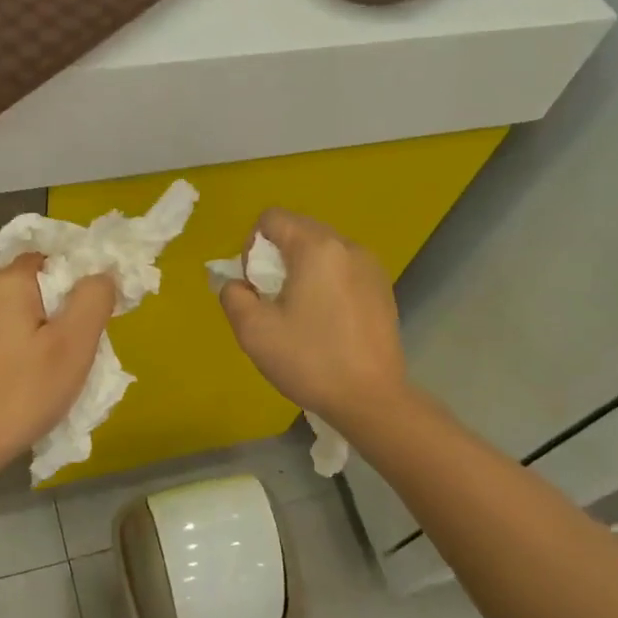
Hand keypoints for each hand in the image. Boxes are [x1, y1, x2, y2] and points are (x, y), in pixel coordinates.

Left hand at [0, 255, 116, 485]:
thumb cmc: (19, 394)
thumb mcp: (72, 345)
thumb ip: (94, 298)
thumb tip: (102, 273)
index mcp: (4, 279)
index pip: (54, 256)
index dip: (80, 280)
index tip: (94, 317)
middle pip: (35, 281)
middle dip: (60, 308)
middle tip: (76, 349)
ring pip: (17, 306)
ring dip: (40, 327)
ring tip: (51, 368)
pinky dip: (18, 342)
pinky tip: (24, 376)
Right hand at [218, 209, 410, 431]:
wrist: (371, 398)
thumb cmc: (309, 360)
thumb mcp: (253, 331)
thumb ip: (234, 296)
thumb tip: (238, 284)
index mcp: (316, 247)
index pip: (272, 218)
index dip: (252, 246)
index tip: (256, 285)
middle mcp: (347, 246)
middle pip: (299, 230)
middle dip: (277, 258)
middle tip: (273, 301)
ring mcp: (371, 266)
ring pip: (322, 250)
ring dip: (302, 270)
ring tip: (300, 313)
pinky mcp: (383, 288)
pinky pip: (343, 269)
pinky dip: (326, 283)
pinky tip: (326, 322)